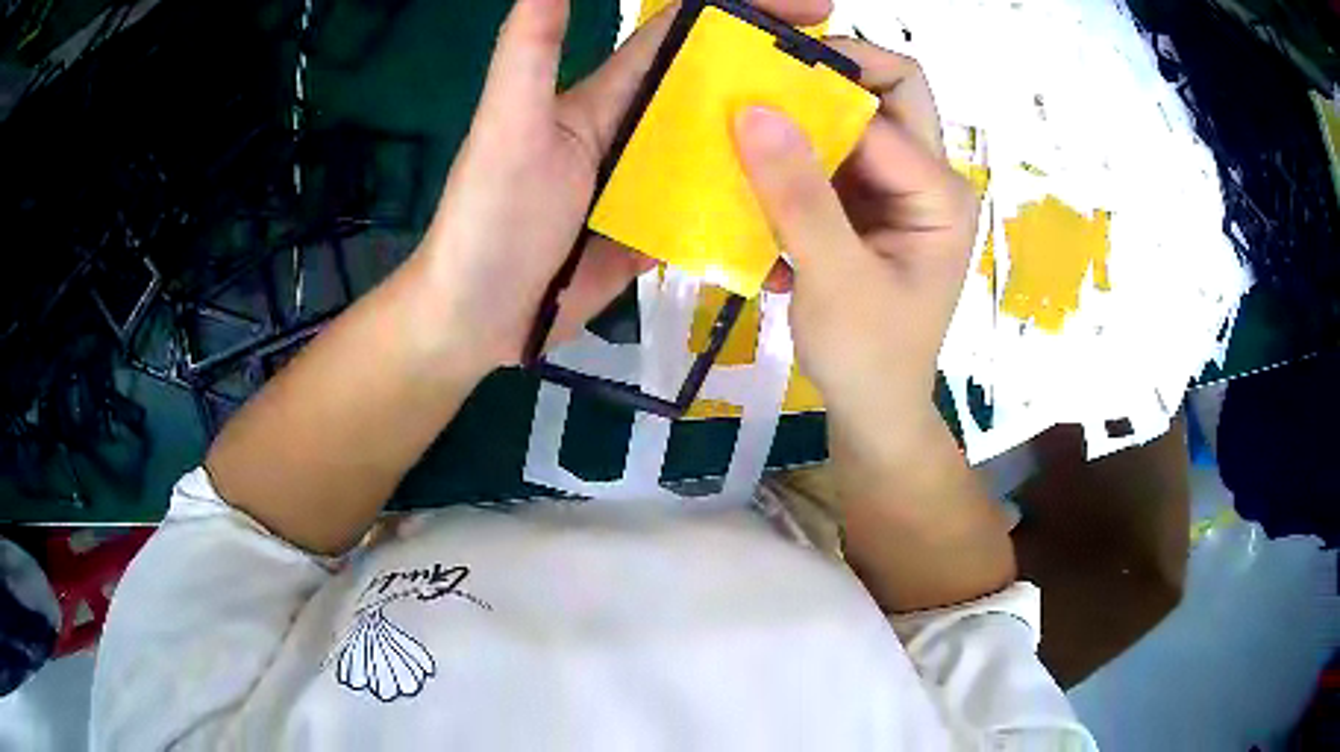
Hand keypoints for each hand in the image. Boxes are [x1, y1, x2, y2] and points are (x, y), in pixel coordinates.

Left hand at [416, 0, 833, 371]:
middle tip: (850, 88)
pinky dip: (754, 215)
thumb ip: (530, 52)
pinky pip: (716, 215)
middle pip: (720, 94)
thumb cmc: (488, 219)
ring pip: (727, 154)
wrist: (476, 318)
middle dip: (781, 82)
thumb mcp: (508, 128)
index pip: (683, 36)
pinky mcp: (659, 234)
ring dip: (779, 150)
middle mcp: (639, 130)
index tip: (812, 12)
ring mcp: (652, 185)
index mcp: (610, 95)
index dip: (742, 13)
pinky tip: (800, 223)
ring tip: (847, 152)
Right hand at [735, 40, 976, 444]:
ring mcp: (898, 190)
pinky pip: (830, 160)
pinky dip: (794, 165)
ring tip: (745, 144)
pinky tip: (765, 200)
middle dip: (820, 85)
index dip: (818, 86)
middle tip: (756, 91)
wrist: (874, 411)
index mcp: (940, 191)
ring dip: (799, 126)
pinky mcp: (868, 207)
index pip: (881, 106)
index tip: (748, 85)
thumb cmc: (868, 356)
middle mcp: (927, 178)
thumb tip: (754, 110)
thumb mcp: (834, 278)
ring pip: (850, 123)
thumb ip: (799, 195)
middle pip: (883, 95)